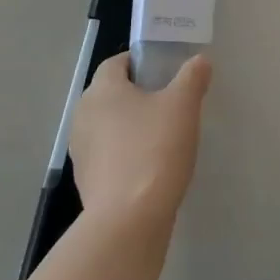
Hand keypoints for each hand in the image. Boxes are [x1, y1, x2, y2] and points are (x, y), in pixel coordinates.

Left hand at [69, 53, 211, 223]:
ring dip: (131, 125)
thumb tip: (199, 61)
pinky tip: (150, 166)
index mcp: (102, 90)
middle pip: (111, 93)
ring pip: (109, 125)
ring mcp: (81, 149)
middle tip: (171, 103)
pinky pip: (108, 154)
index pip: (117, 62)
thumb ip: (192, 77)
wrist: (128, 218)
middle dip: (138, 94)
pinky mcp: (86, 179)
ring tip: (163, 137)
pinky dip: (125, 153)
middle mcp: (83, 114)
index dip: (141, 62)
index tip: (167, 73)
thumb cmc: (154, 149)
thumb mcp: (183, 106)